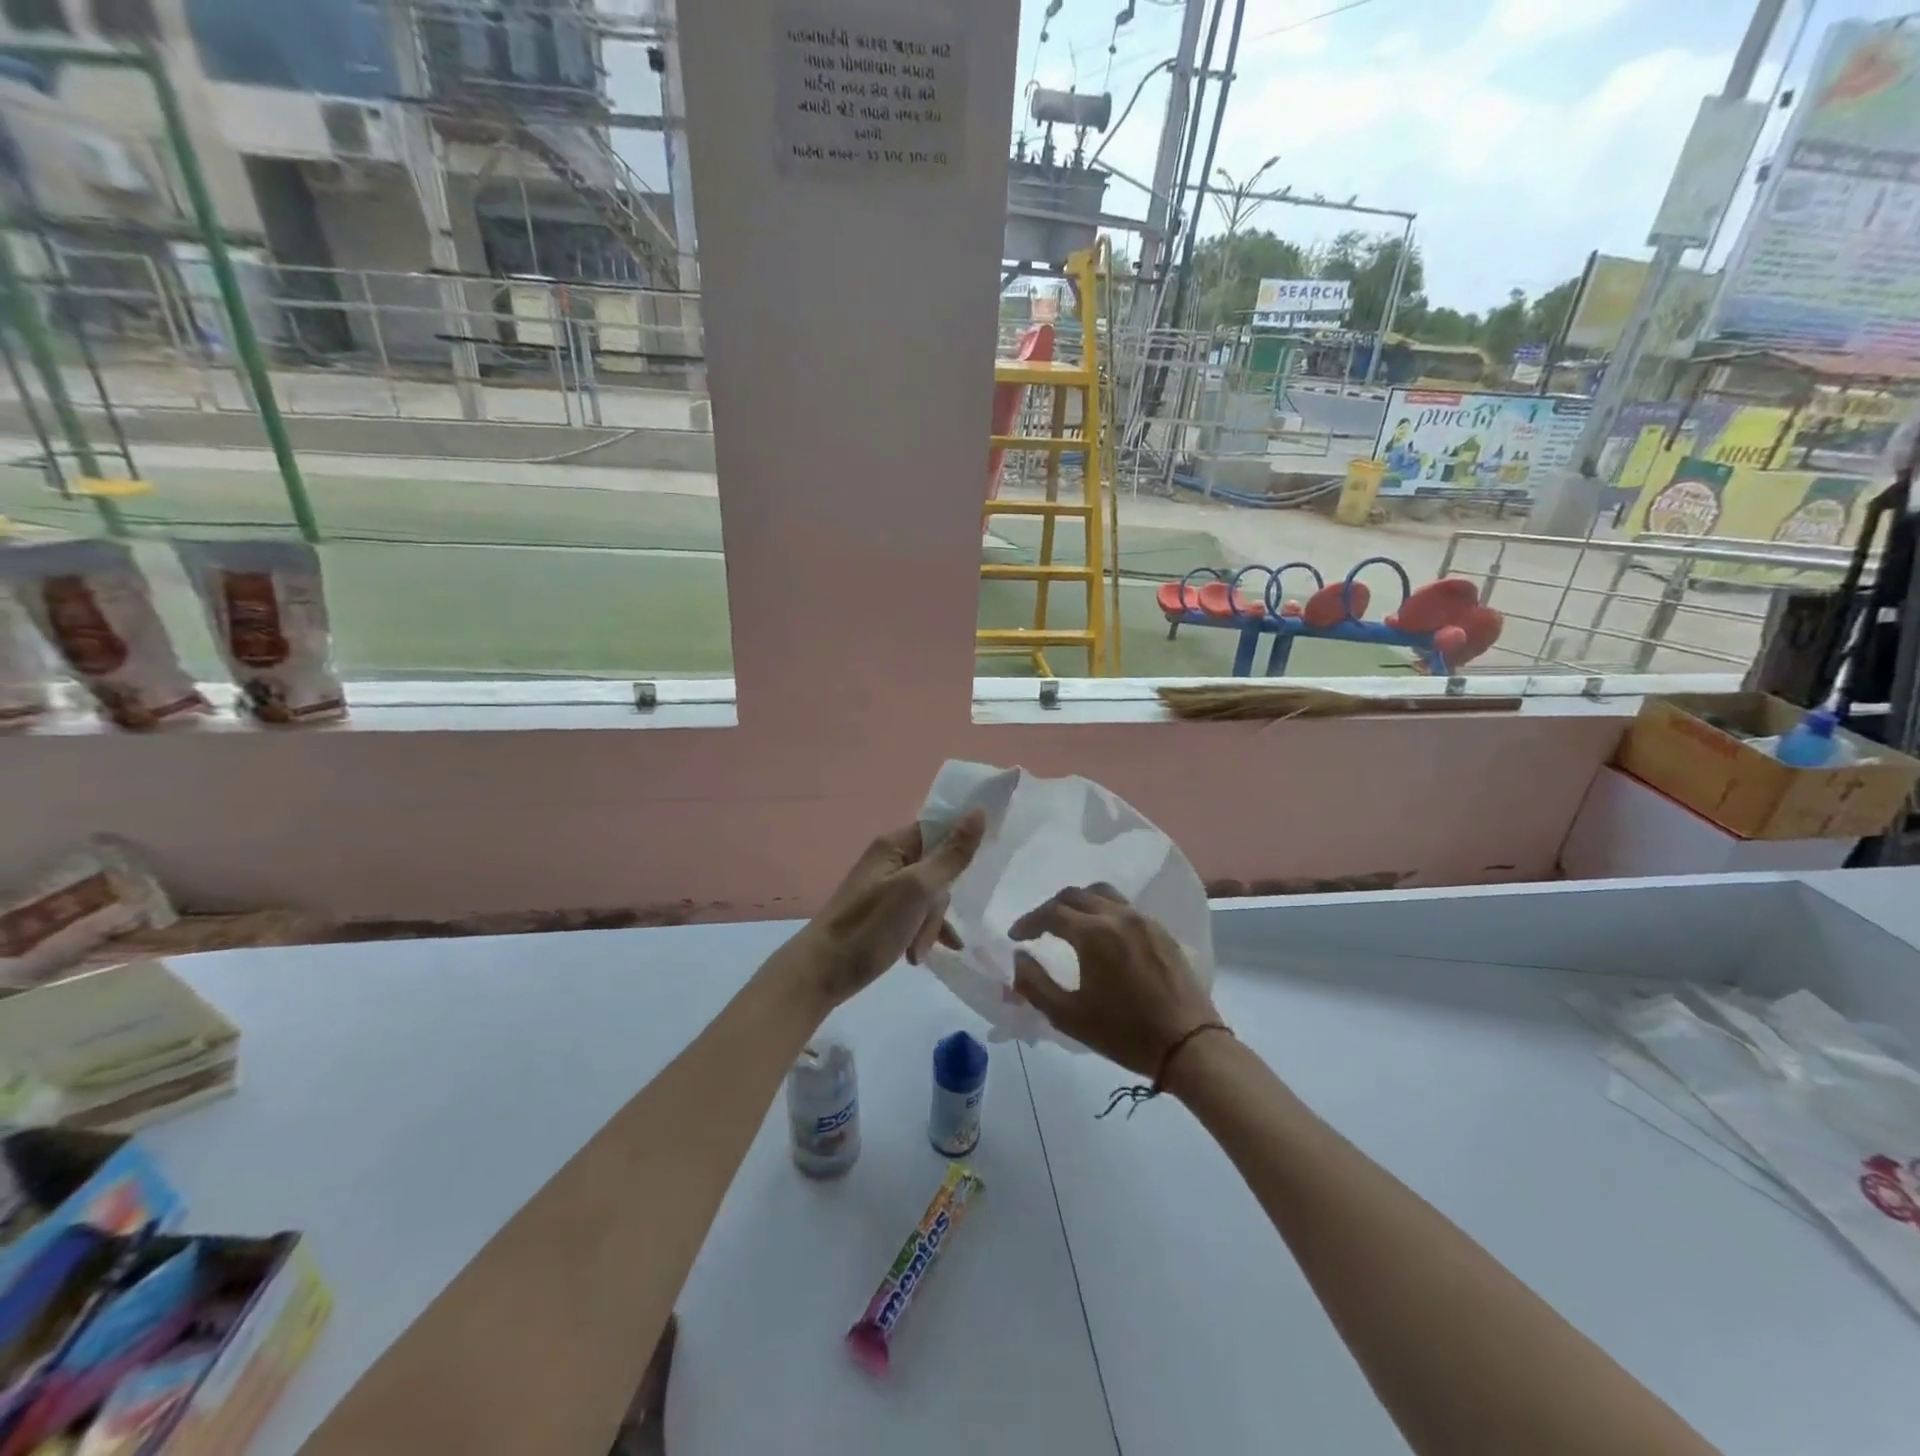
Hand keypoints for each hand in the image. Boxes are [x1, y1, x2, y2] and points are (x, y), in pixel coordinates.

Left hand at [792, 810, 986, 1007]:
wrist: (820, 973)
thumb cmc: (869, 927)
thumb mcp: (917, 890)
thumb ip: (951, 854)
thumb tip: (979, 812)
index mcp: (894, 845)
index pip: (940, 828)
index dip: (962, 843)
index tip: (981, 866)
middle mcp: (890, 861)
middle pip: (939, 868)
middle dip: (940, 902)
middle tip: (927, 927)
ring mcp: (887, 889)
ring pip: (931, 897)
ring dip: (930, 925)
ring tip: (918, 952)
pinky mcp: (885, 915)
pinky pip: (917, 916)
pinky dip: (922, 934)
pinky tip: (920, 956)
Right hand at [1011, 884, 1220, 1078]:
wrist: (1188, 1045)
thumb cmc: (1124, 1033)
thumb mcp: (1068, 1017)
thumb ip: (1035, 984)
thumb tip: (1019, 957)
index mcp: (1093, 934)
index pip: (1051, 913)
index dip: (1029, 922)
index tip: (1016, 937)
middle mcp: (1118, 916)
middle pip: (1075, 895)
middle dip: (1051, 908)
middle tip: (1038, 929)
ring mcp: (1143, 920)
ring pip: (1103, 894)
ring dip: (1079, 903)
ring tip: (1069, 924)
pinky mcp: (1161, 931)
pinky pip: (1125, 907)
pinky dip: (1104, 911)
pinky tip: (1103, 935)